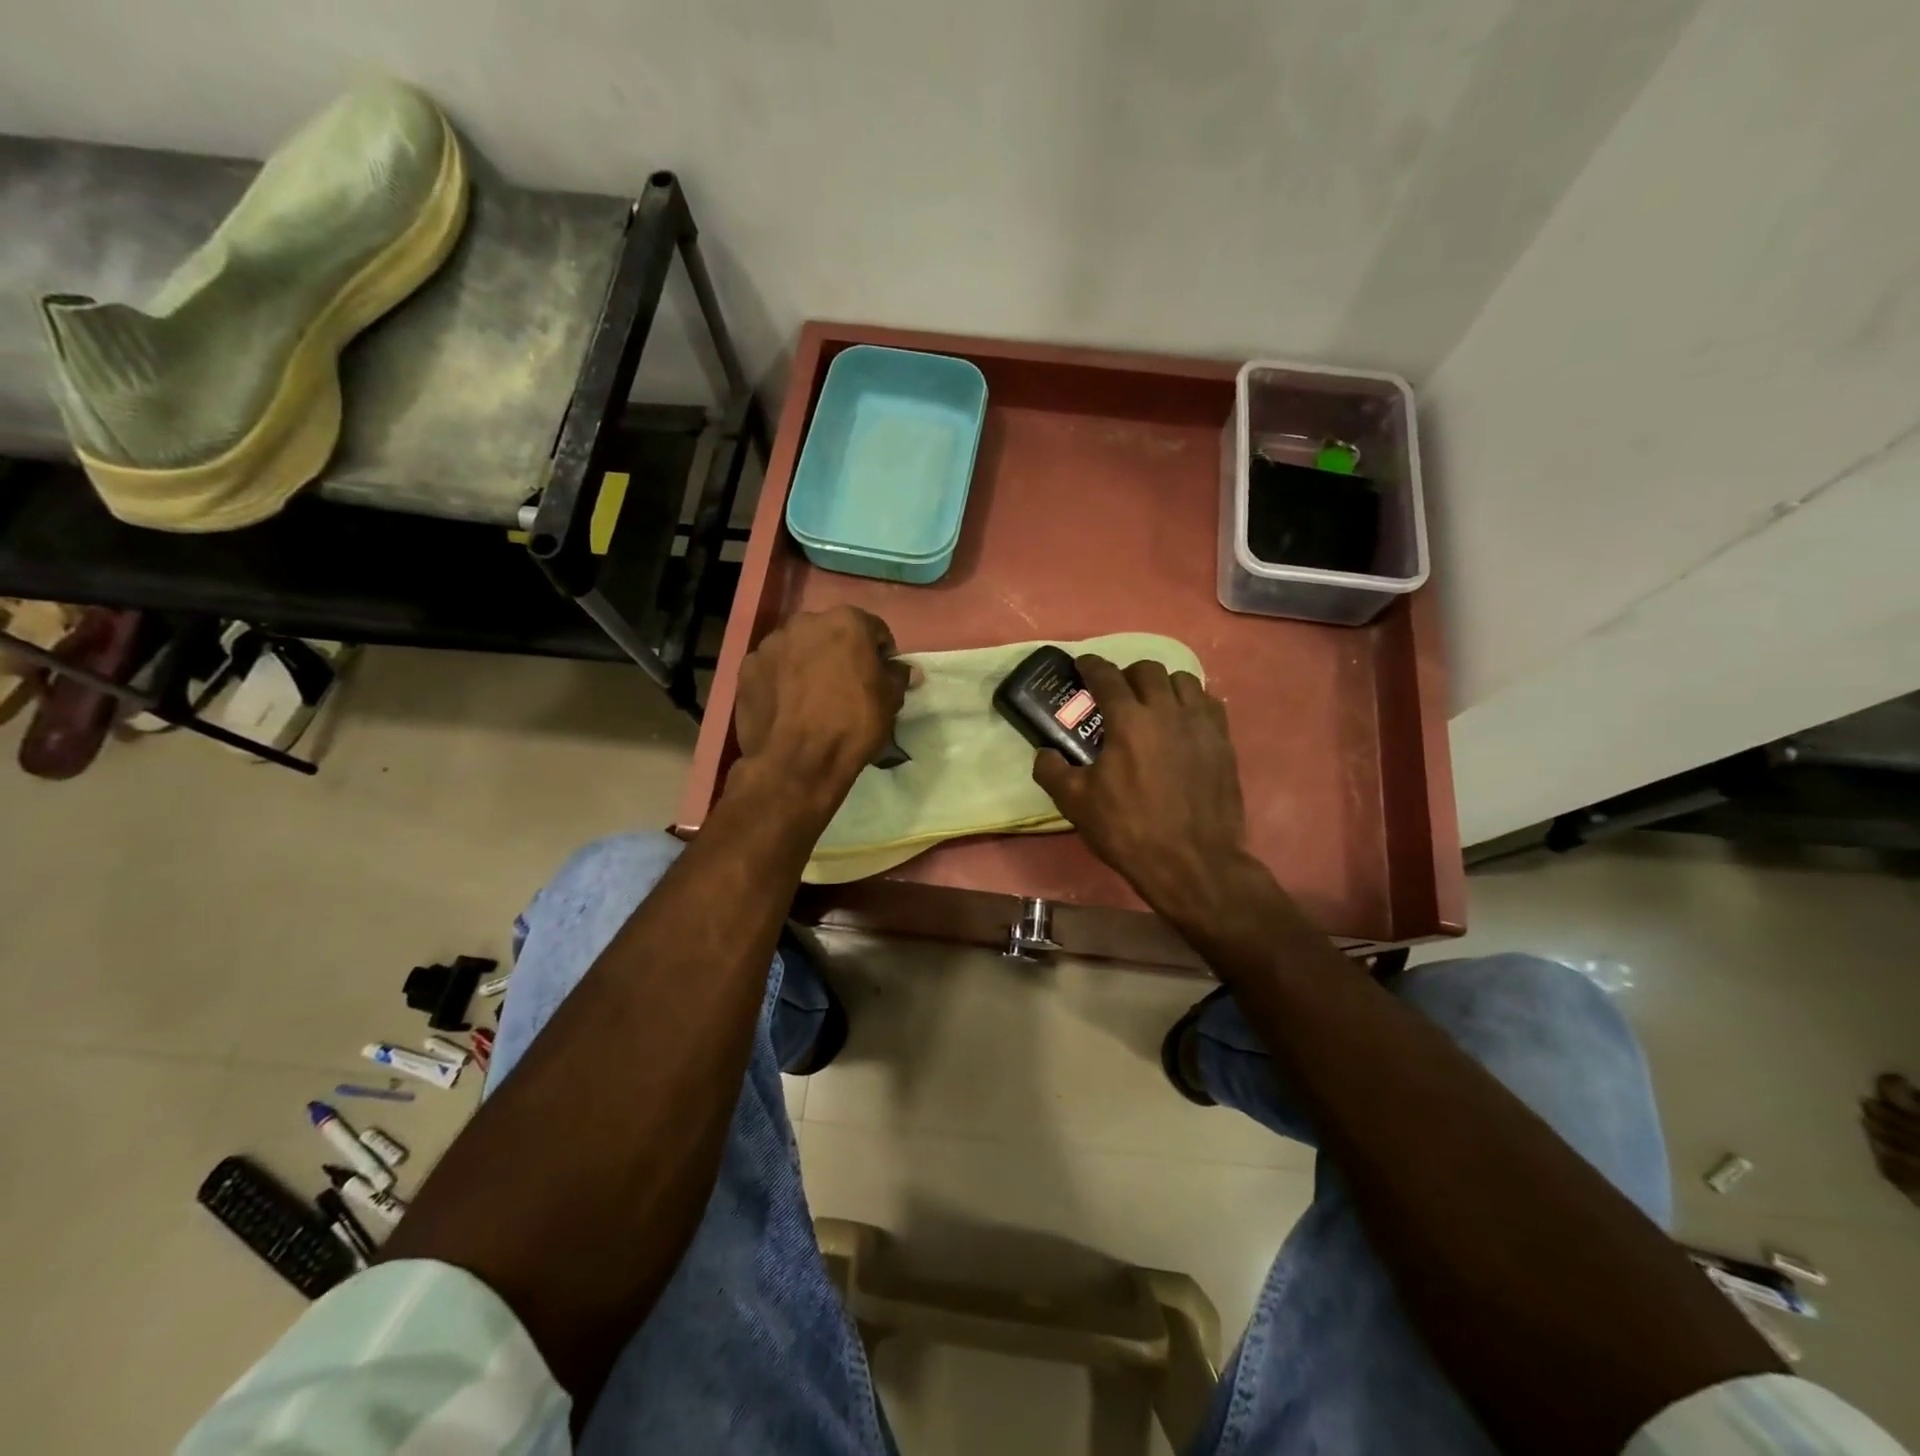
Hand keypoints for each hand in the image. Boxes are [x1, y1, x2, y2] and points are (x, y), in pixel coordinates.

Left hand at [733, 606, 909, 801]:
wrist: (796, 761)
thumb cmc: (852, 724)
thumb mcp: (890, 701)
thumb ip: (898, 676)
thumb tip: (906, 670)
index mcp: (846, 621)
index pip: (873, 629)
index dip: (880, 654)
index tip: (880, 678)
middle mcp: (805, 622)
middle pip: (831, 634)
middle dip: (840, 654)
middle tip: (846, 687)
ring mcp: (771, 644)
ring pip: (798, 649)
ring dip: (808, 664)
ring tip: (812, 699)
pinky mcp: (747, 668)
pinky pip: (772, 669)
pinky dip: (781, 680)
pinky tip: (788, 707)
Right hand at [1032, 656, 1257, 922]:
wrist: (1192, 863)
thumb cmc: (1129, 830)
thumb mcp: (1076, 804)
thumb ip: (1052, 771)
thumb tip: (1044, 753)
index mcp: (1129, 721)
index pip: (1106, 676)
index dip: (1091, 666)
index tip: (1083, 665)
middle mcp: (1167, 711)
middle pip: (1148, 670)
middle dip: (1127, 674)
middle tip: (1117, 693)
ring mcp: (1201, 725)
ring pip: (1183, 681)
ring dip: (1163, 685)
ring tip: (1153, 704)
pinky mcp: (1224, 743)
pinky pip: (1209, 704)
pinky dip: (1192, 703)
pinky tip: (1183, 722)